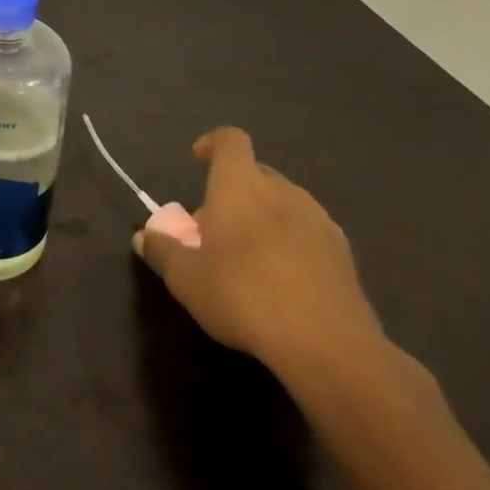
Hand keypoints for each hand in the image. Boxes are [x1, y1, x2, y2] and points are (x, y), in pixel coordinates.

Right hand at [135, 127, 384, 374]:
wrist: (329, 348)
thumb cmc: (244, 295)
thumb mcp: (185, 278)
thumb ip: (161, 251)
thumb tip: (144, 236)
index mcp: (242, 187)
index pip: (231, 141)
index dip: (212, 143)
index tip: (197, 158)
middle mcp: (284, 194)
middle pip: (257, 173)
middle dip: (233, 190)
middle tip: (212, 225)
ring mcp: (320, 224)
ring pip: (285, 204)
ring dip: (263, 217)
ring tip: (246, 255)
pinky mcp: (345, 258)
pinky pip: (307, 234)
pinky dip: (289, 244)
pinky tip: (280, 281)